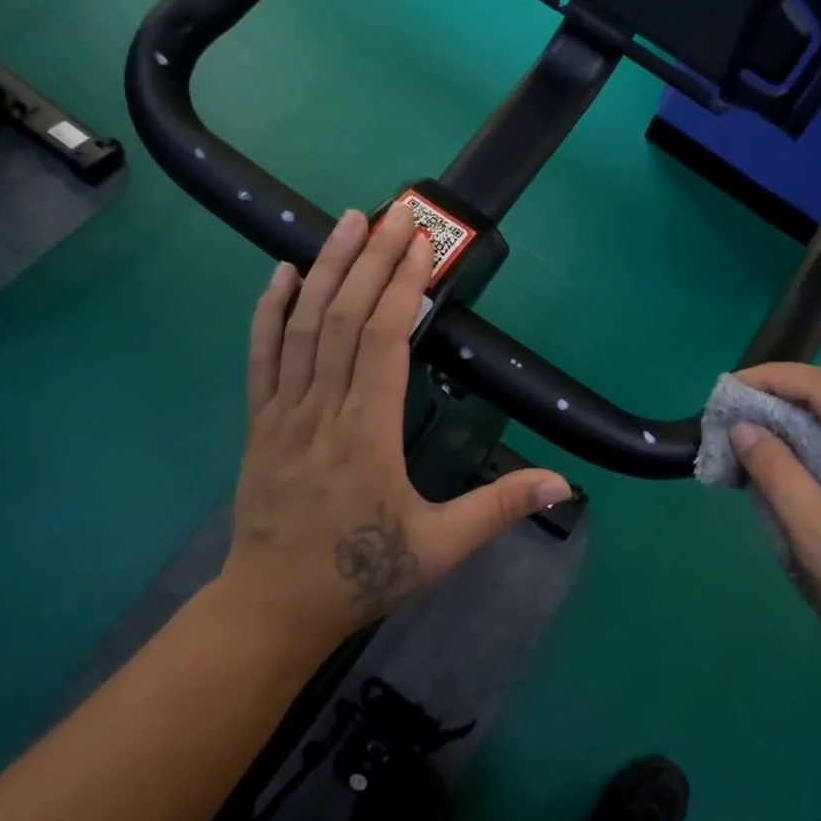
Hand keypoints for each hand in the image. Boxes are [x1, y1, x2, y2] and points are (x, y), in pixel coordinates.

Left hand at [220, 208, 570, 654]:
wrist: (272, 608)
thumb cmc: (359, 575)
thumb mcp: (439, 549)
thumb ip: (497, 509)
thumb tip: (561, 484)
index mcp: (367, 434)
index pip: (384, 340)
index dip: (402, 286)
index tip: (421, 245)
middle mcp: (322, 411)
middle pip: (344, 318)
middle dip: (371, 259)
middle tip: (395, 211)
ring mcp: (283, 413)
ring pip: (302, 326)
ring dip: (326, 269)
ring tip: (347, 222)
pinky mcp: (259, 422)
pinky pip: (261, 356)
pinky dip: (270, 311)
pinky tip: (281, 274)